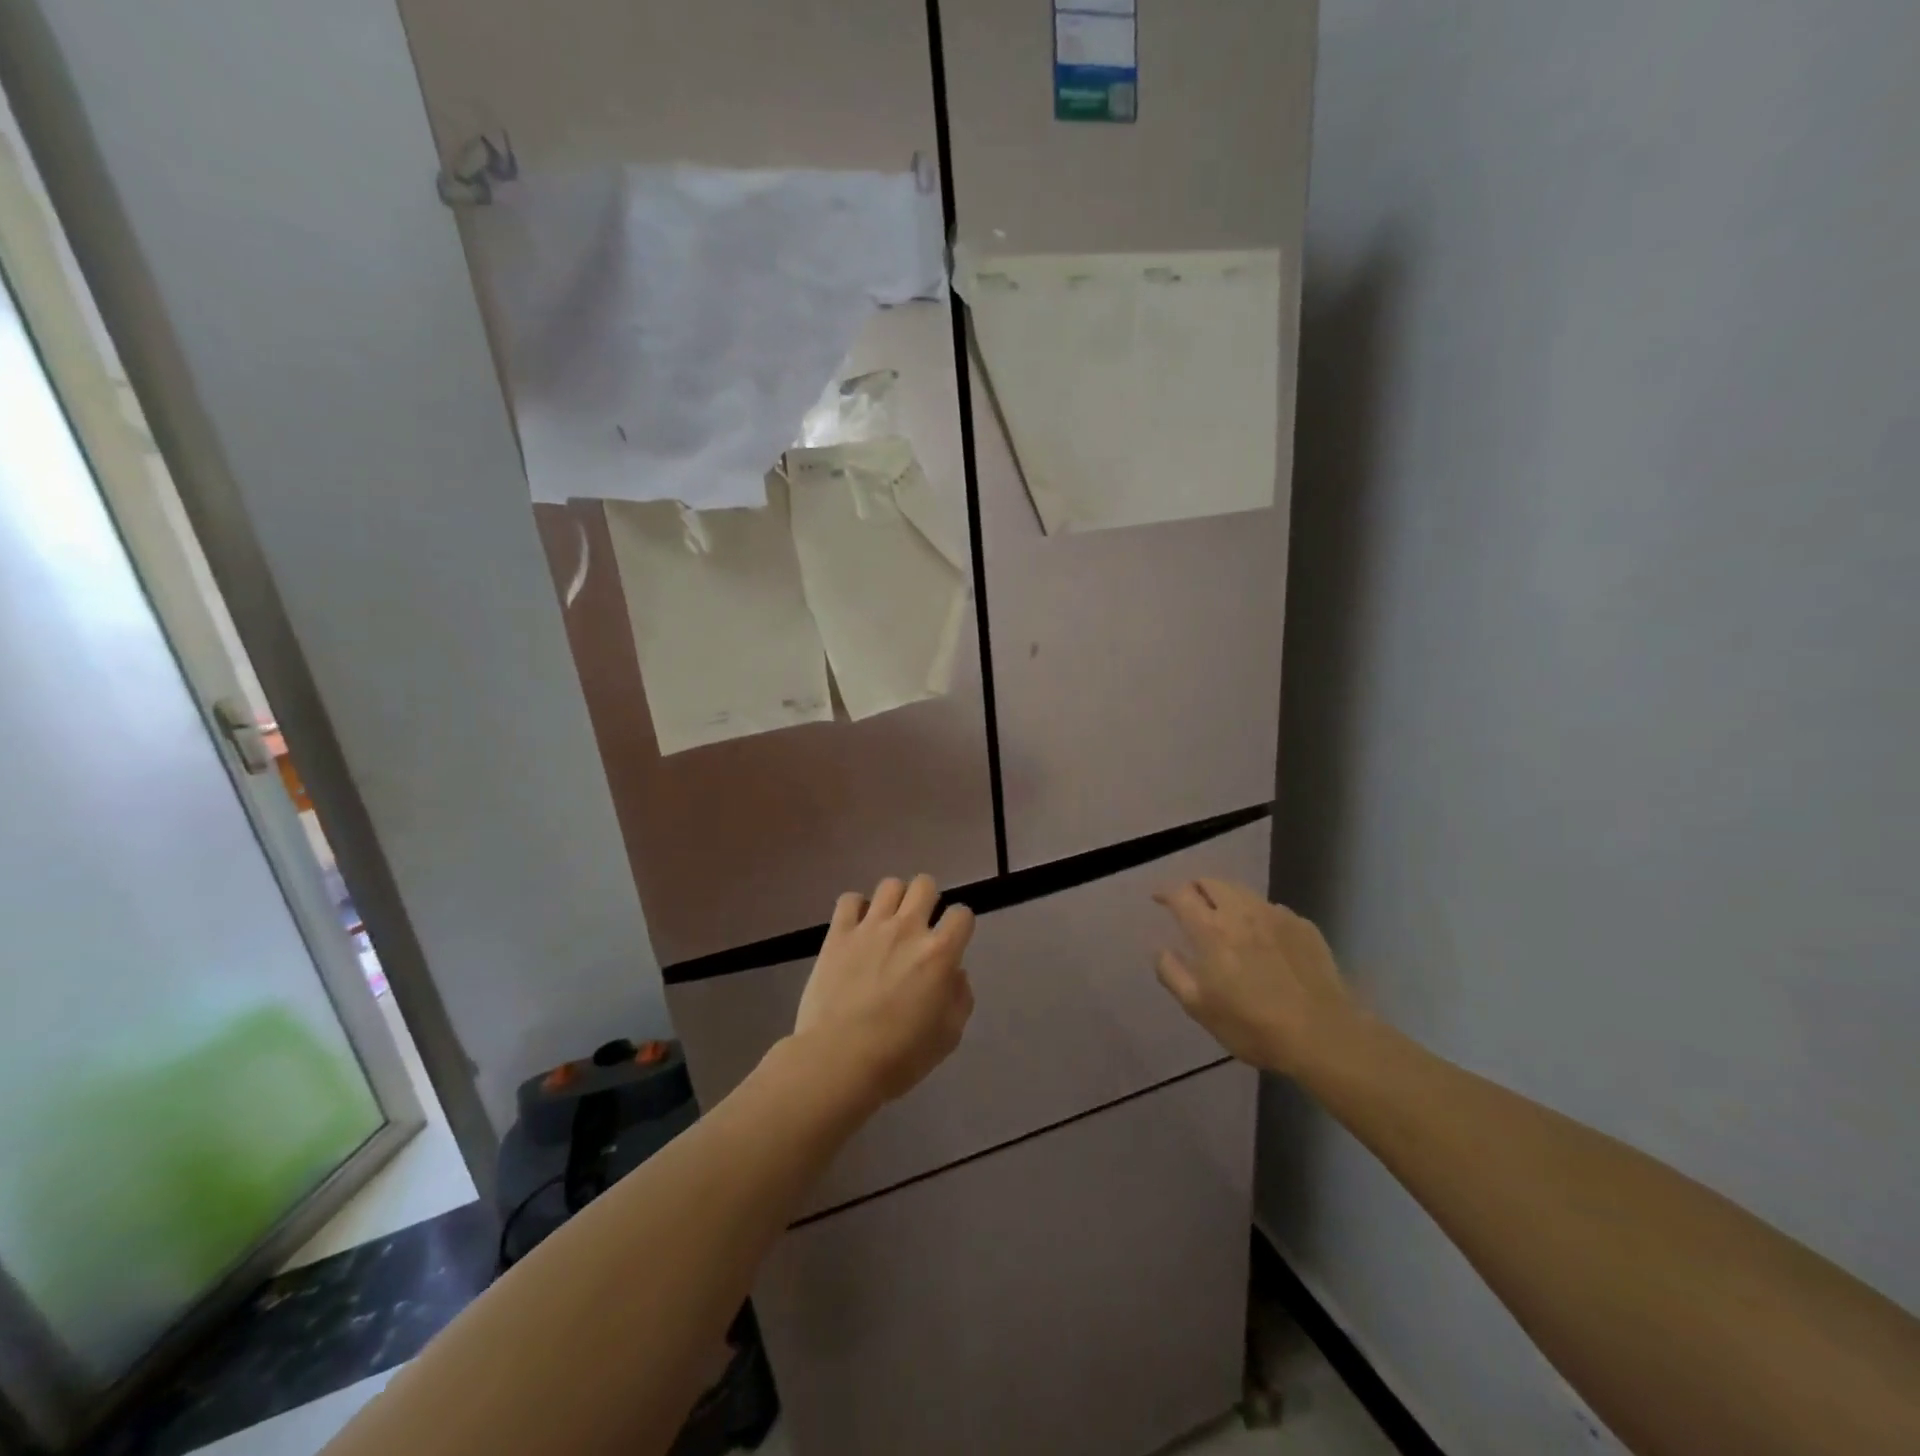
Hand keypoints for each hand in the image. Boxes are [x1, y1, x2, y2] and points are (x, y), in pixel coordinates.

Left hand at [794, 874, 975, 1106]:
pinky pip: (849, 899)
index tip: (952, 941)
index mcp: (939, 953)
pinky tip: (856, 928)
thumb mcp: (948, 1036)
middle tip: (920, 926)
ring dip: (894, 900)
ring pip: (890, 885)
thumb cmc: (899, 1056)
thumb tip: (955, 974)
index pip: (962, 914)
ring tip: (888, 923)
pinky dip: (856, 908)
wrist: (838, 1060)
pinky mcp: (838, 933)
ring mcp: (870, 927)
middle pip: (925, 885)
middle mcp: (907, 929)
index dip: (960, 925)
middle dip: (928, 900)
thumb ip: (960, 998)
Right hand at [1153, 878, 1361, 1076]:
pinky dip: (1256, 914)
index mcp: (1211, 930)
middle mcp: (1241, 912)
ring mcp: (1276, 915)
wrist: (1324, 1036)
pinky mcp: (1303, 926)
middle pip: (1211, 882)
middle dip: (1195, 887)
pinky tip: (1262, 936)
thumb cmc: (1253, 1026)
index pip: (1181, 894)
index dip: (1166, 892)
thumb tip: (1160, 950)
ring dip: (1225, 897)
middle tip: (1190, 904)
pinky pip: (1271, 909)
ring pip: (1242, 891)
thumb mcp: (1199, 1008)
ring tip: (1224, 916)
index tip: (1159, 898)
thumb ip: (1173, 973)